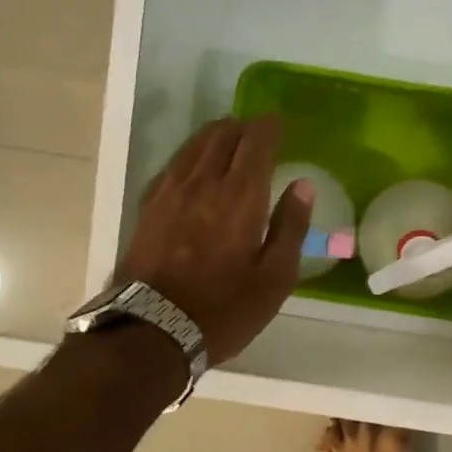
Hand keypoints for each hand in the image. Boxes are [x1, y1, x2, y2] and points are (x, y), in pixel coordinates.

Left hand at [116, 115, 311, 363]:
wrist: (151, 331)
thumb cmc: (224, 310)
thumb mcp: (274, 279)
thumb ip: (291, 227)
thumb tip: (303, 185)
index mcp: (240, 197)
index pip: (255, 143)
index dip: (269, 127)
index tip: (278, 120)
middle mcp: (203, 183)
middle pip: (222, 136)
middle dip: (242, 126)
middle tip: (257, 129)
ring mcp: (170, 192)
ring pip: (194, 146)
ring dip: (215, 134)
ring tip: (228, 135)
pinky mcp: (148, 207)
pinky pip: (174, 164)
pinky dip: (191, 154)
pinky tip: (194, 163)